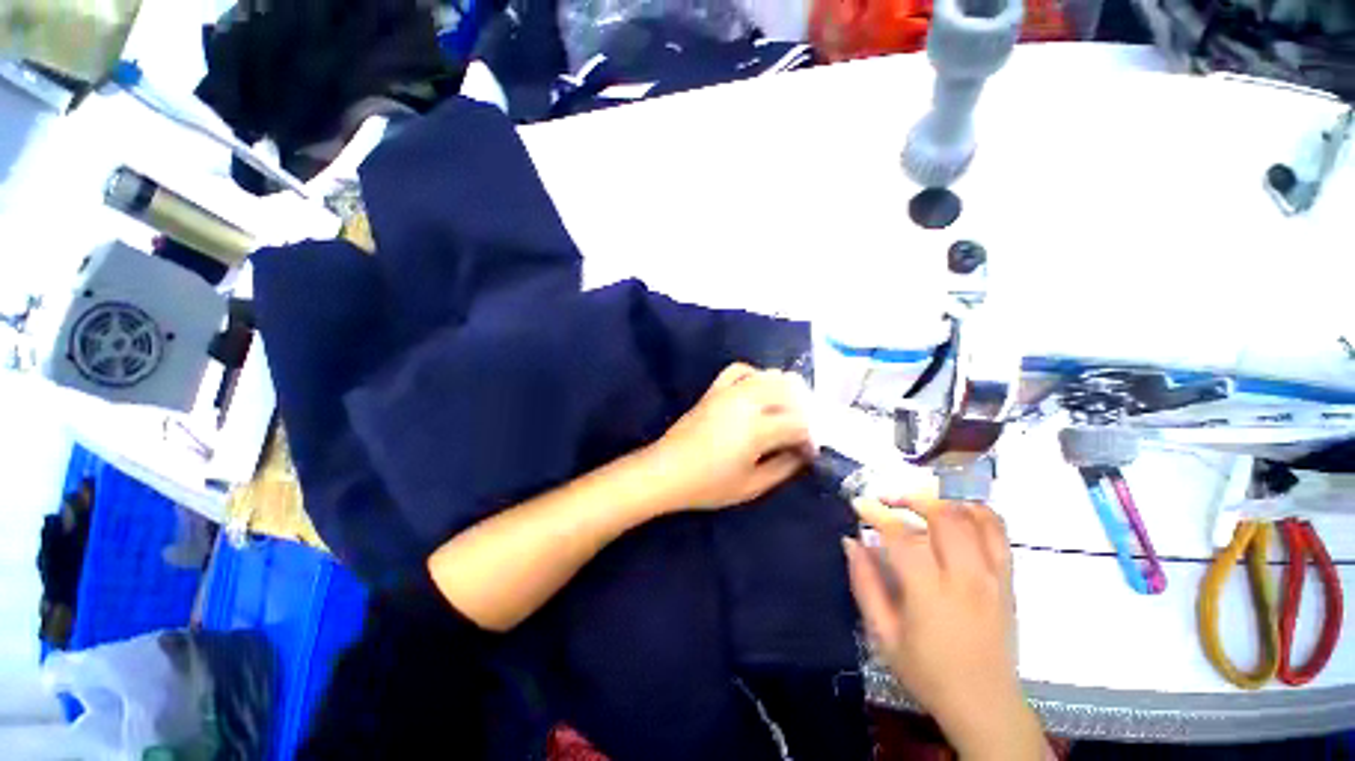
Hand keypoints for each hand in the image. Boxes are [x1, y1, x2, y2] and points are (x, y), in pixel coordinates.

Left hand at [647, 363, 812, 510]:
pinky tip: (759, 389)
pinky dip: (754, 374)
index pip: (798, 424)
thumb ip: (783, 468)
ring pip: (768, 377)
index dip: (810, 438)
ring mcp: (729, 392)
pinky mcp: (714, 390)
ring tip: (788, 409)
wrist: (667, 471)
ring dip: (785, 390)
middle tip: (803, 430)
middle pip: (789, 393)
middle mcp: (747, 403)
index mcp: (757, 430)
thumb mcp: (752, 486)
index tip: (809, 452)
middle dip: (803, 410)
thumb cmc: (709, 485)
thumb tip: (802, 454)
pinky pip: (739, 370)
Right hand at [844, 498, 1043, 759]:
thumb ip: (865, 584)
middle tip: (889, 502)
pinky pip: (998, 532)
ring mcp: (993, 576)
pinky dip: (976, 512)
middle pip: (943, 515)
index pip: (902, 536)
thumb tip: (851, 542)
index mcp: (931, 592)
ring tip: (921, 504)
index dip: (877, 514)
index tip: (859, 504)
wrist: (985, 705)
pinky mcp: (1008, 579)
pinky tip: (956, 514)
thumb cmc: (927, 672)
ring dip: (944, 501)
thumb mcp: (883, 635)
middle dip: (911, 499)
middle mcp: (967, 576)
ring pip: (974, 517)